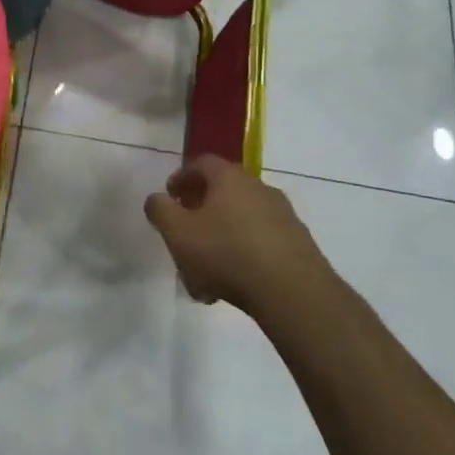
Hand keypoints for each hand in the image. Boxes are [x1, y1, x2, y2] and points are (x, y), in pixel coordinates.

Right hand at [144, 155, 329, 315]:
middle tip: (185, 235)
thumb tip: (157, 199)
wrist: (292, 291)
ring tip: (204, 273)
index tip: (170, 197)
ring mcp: (283, 215)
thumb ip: (160, 210)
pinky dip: (242, 256)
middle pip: (222, 193)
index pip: (201, 163)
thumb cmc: (226, 253)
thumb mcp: (178, 232)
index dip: (181, 178)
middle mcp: (259, 188)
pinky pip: (260, 243)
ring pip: (240, 222)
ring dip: (220, 240)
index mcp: (229, 178)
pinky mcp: (298, 244)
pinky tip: (231, 285)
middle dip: (200, 213)